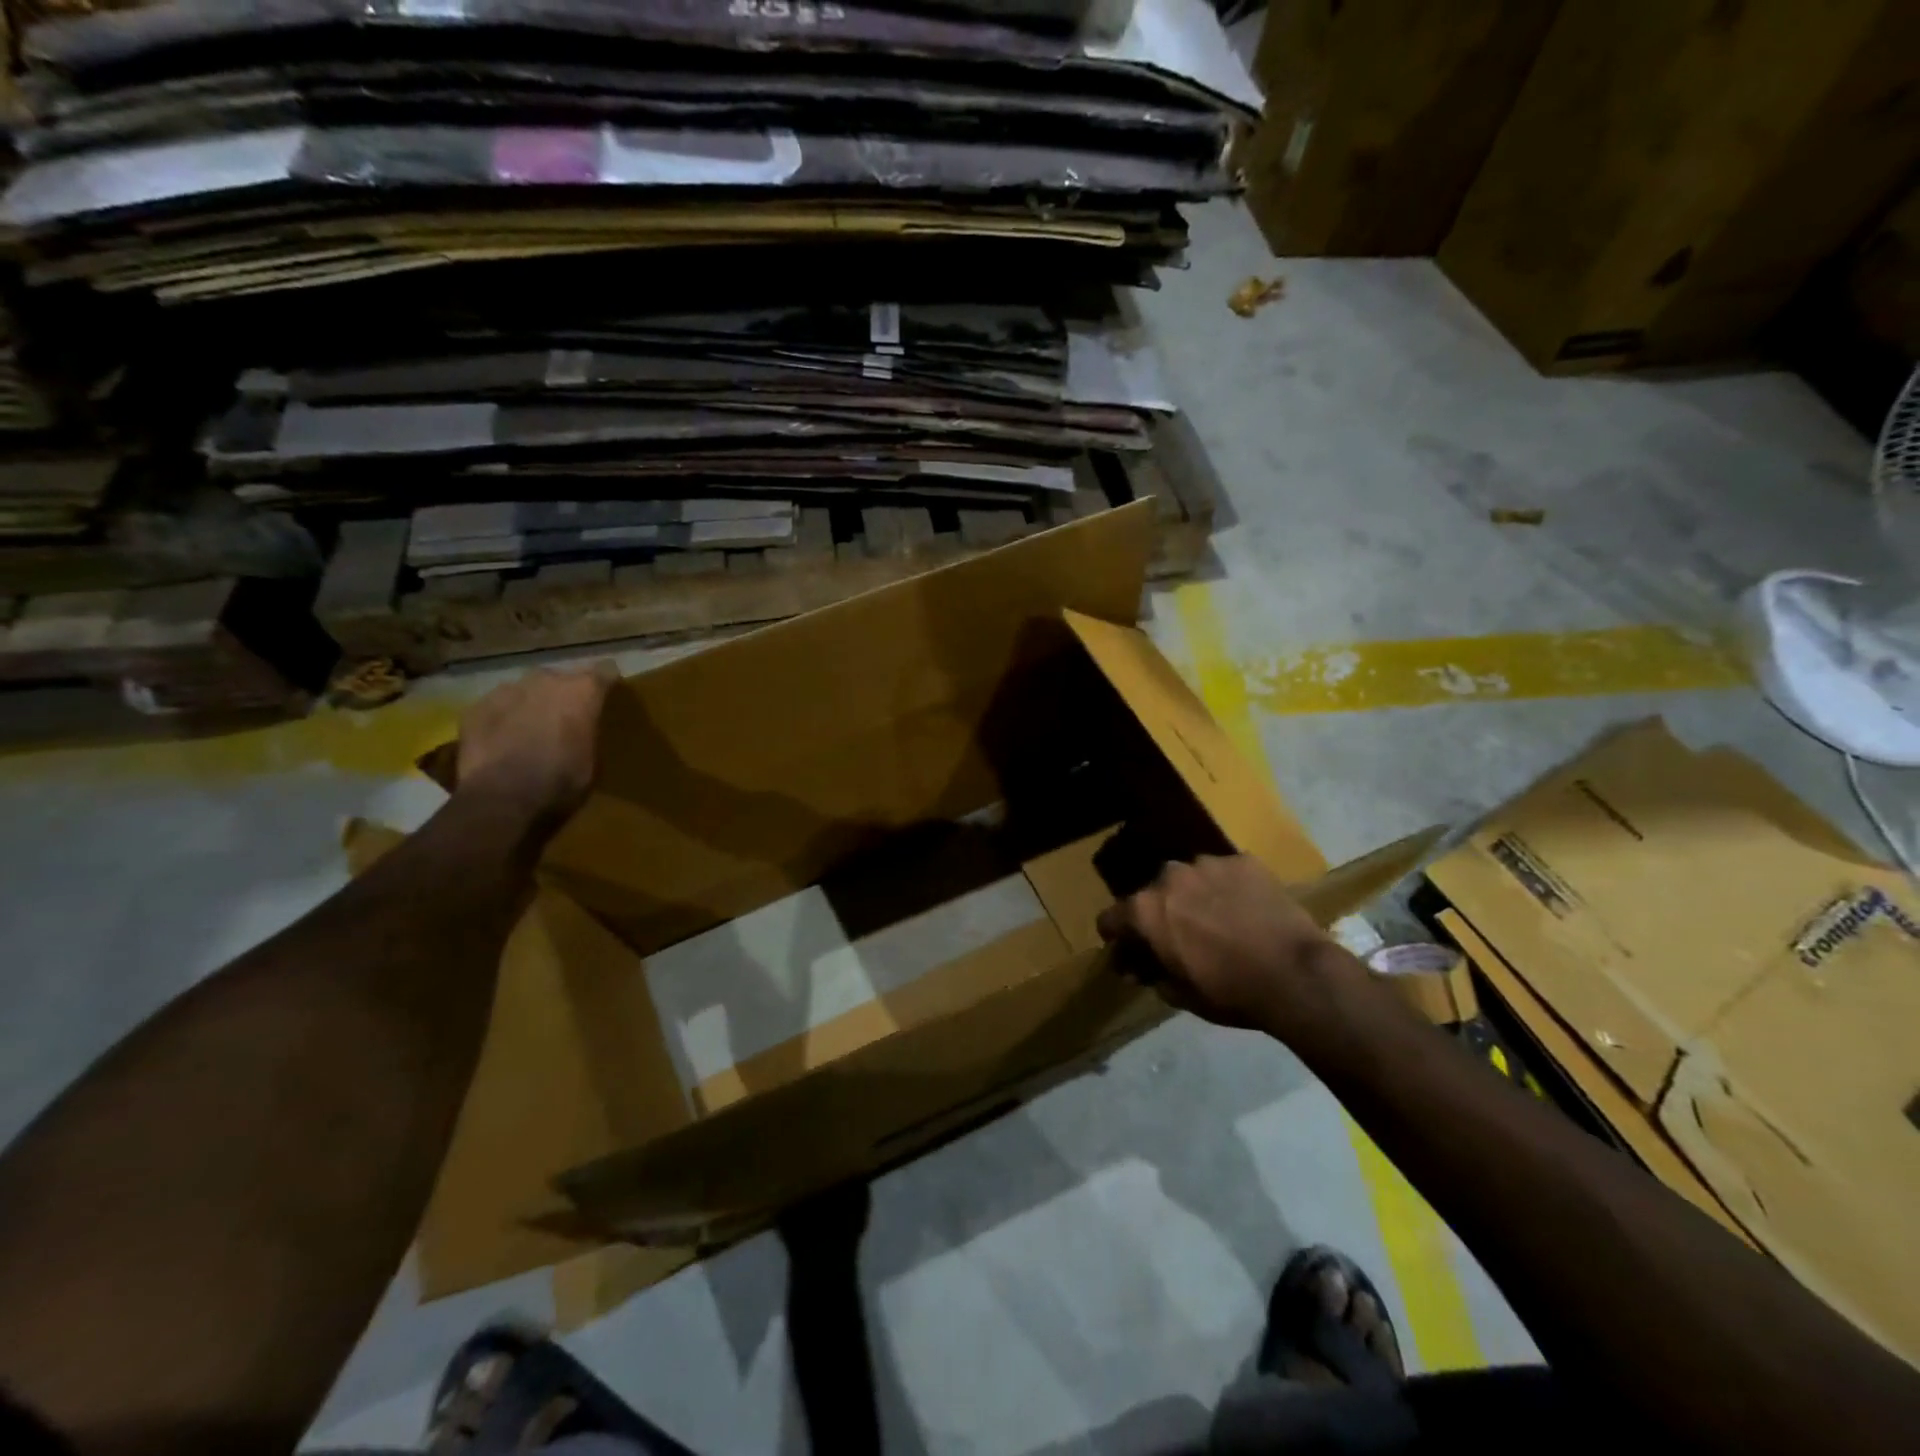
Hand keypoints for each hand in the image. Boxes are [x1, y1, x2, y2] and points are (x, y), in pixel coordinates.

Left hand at [454, 662, 617, 830]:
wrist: (502, 798)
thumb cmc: (561, 781)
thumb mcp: (593, 760)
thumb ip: (589, 732)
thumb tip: (584, 728)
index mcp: (582, 690)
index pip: (605, 671)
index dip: (606, 683)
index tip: (607, 696)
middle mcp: (547, 679)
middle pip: (561, 678)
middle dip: (564, 695)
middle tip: (565, 720)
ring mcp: (507, 690)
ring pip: (526, 690)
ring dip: (531, 704)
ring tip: (530, 731)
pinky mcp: (476, 707)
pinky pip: (496, 707)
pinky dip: (502, 719)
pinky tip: (502, 742)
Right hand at [1096, 854, 1352, 1034]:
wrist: (1296, 974)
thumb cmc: (1230, 992)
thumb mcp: (1180, 994)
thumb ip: (1153, 974)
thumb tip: (1141, 968)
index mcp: (1145, 910)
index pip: (1110, 918)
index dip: (1117, 937)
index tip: (1129, 952)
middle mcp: (1168, 876)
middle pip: (1152, 894)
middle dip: (1160, 914)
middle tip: (1181, 939)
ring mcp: (1208, 863)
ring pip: (1190, 879)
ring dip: (1193, 897)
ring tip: (1218, 921)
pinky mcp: (1244, 860)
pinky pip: (1226, 873)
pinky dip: (1229, 889)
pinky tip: (1247, 911)